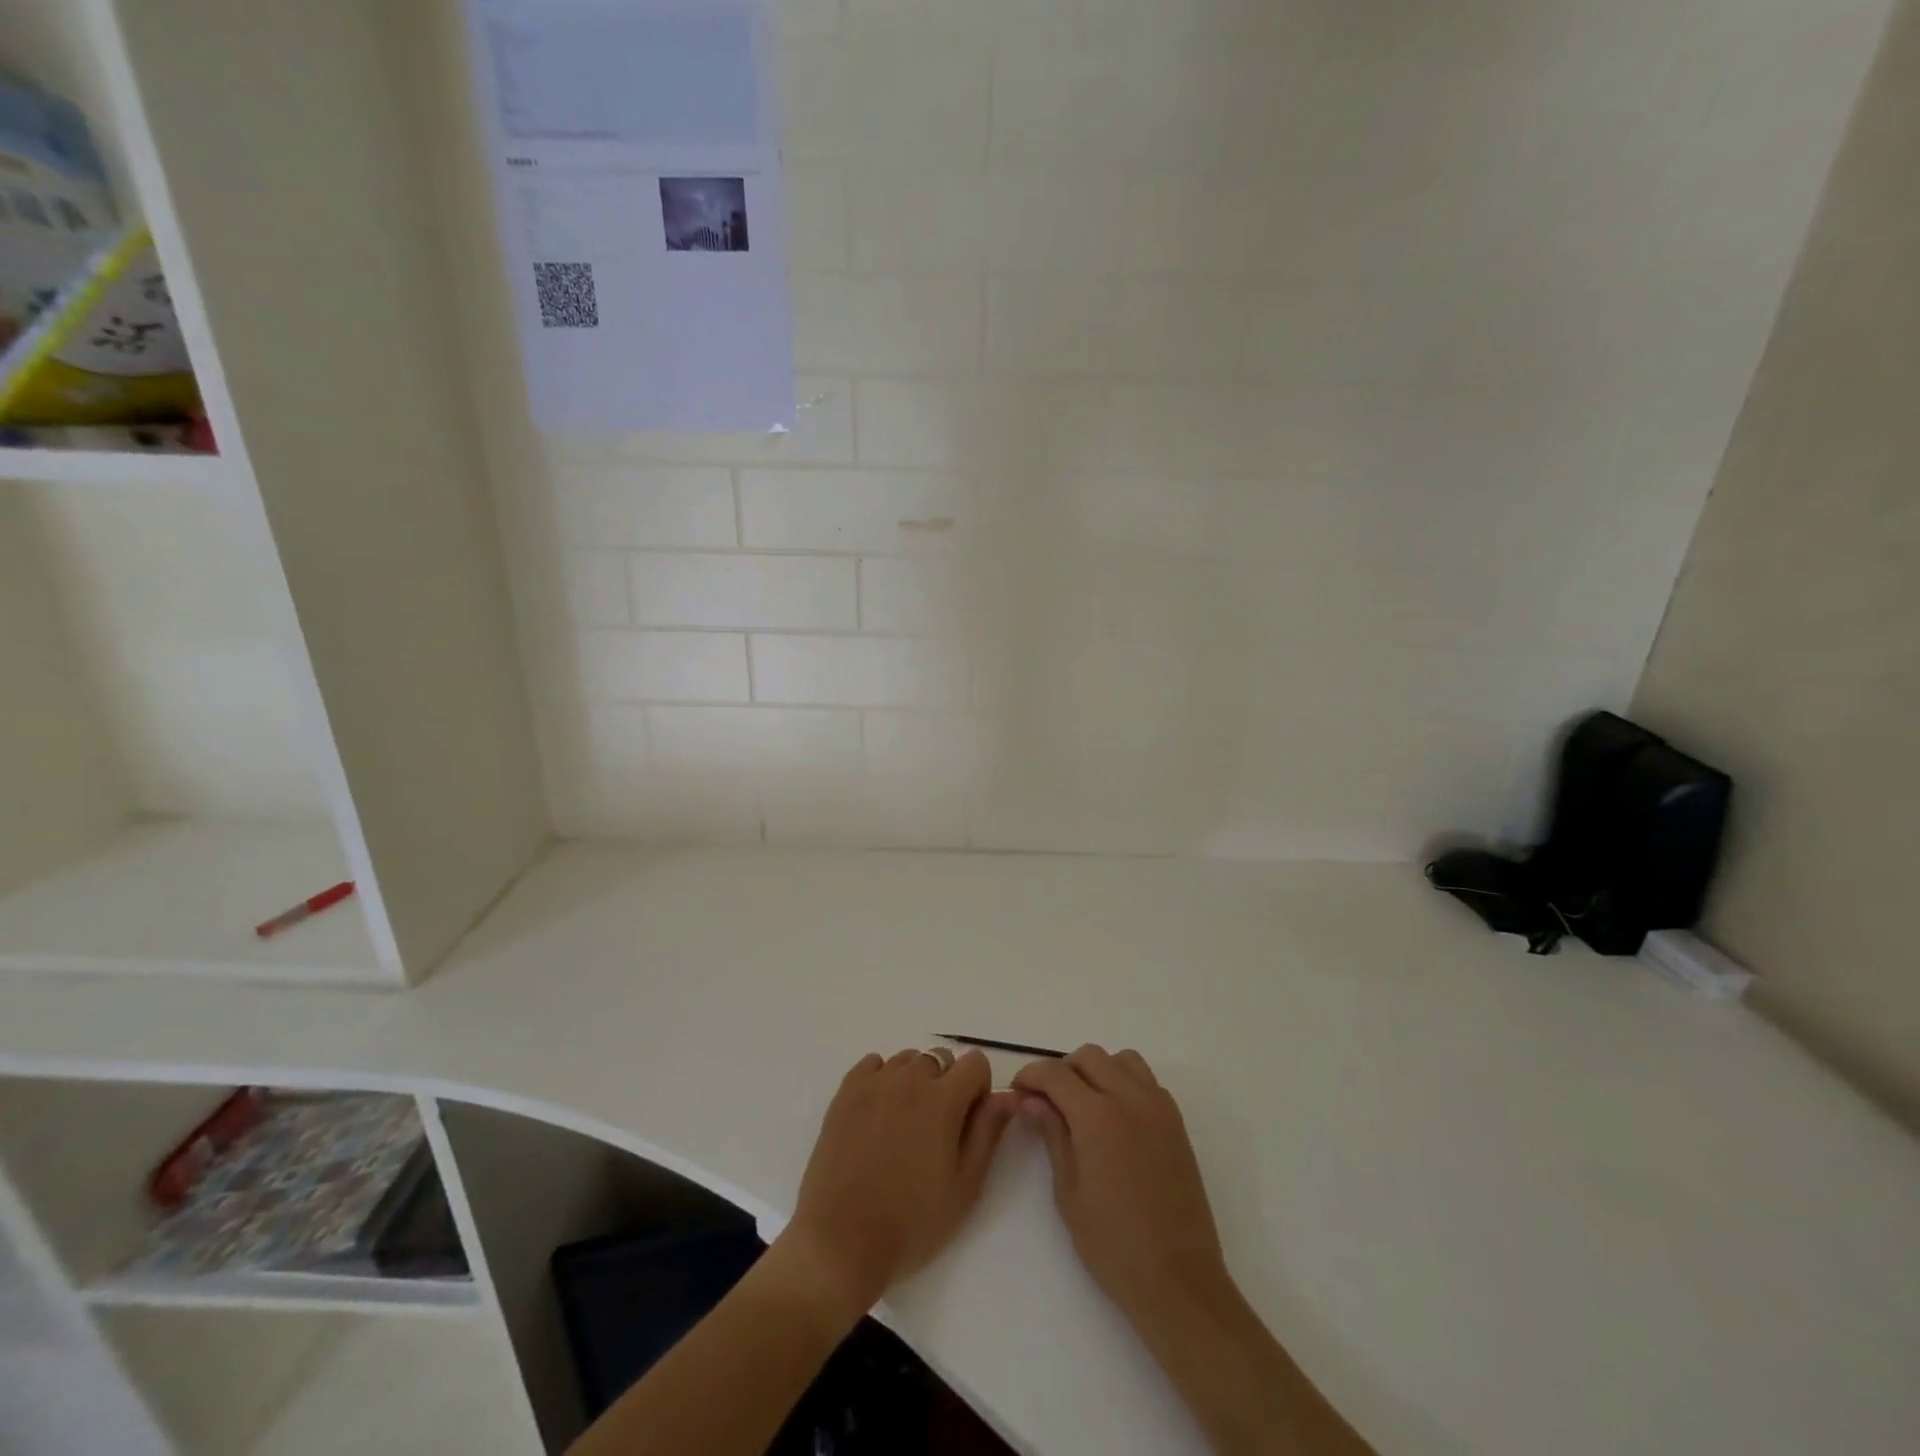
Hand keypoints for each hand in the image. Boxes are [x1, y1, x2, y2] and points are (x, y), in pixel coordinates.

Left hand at [779, 1047, 1015, 1319]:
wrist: (841, 1242)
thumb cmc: (911, 1222)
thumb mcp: (965, 1186)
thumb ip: (988, 1132)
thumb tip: (1007, 1096)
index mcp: (942, 1099)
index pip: (975, 1063)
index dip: (979, 1089)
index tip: (969, 1122)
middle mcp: (909, 1079)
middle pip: (940, 1058)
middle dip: (947, 1084)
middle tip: (937, 1130)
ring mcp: (873, 1082)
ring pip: (907, 1060)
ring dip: (915, 1081)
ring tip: (906, 1125)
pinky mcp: (845, 1092)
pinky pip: (873, 1065)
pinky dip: (882, 1079)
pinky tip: (879, 1115)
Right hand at [1013, 1046, 1234, 1336]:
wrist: (1179, 1280)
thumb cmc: (1113, 1245)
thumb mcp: (1069, 1192)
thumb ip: (1051, 1135)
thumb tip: (1030, 1100)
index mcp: (1098, 1115)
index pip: (1056, 1074)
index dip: (1031, 1076)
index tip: (1017, 1091)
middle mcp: (1130, 1098)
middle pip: (1089, 1057)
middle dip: (1061, 1070)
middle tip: (1045, 1100)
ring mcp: (1158, 1107)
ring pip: (1121, 1060)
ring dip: (1096, 1070)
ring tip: (1082, 1104)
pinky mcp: (1176, 1122)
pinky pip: (1146, 1080)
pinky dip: (1124, 1082)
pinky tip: (1114, 1117)